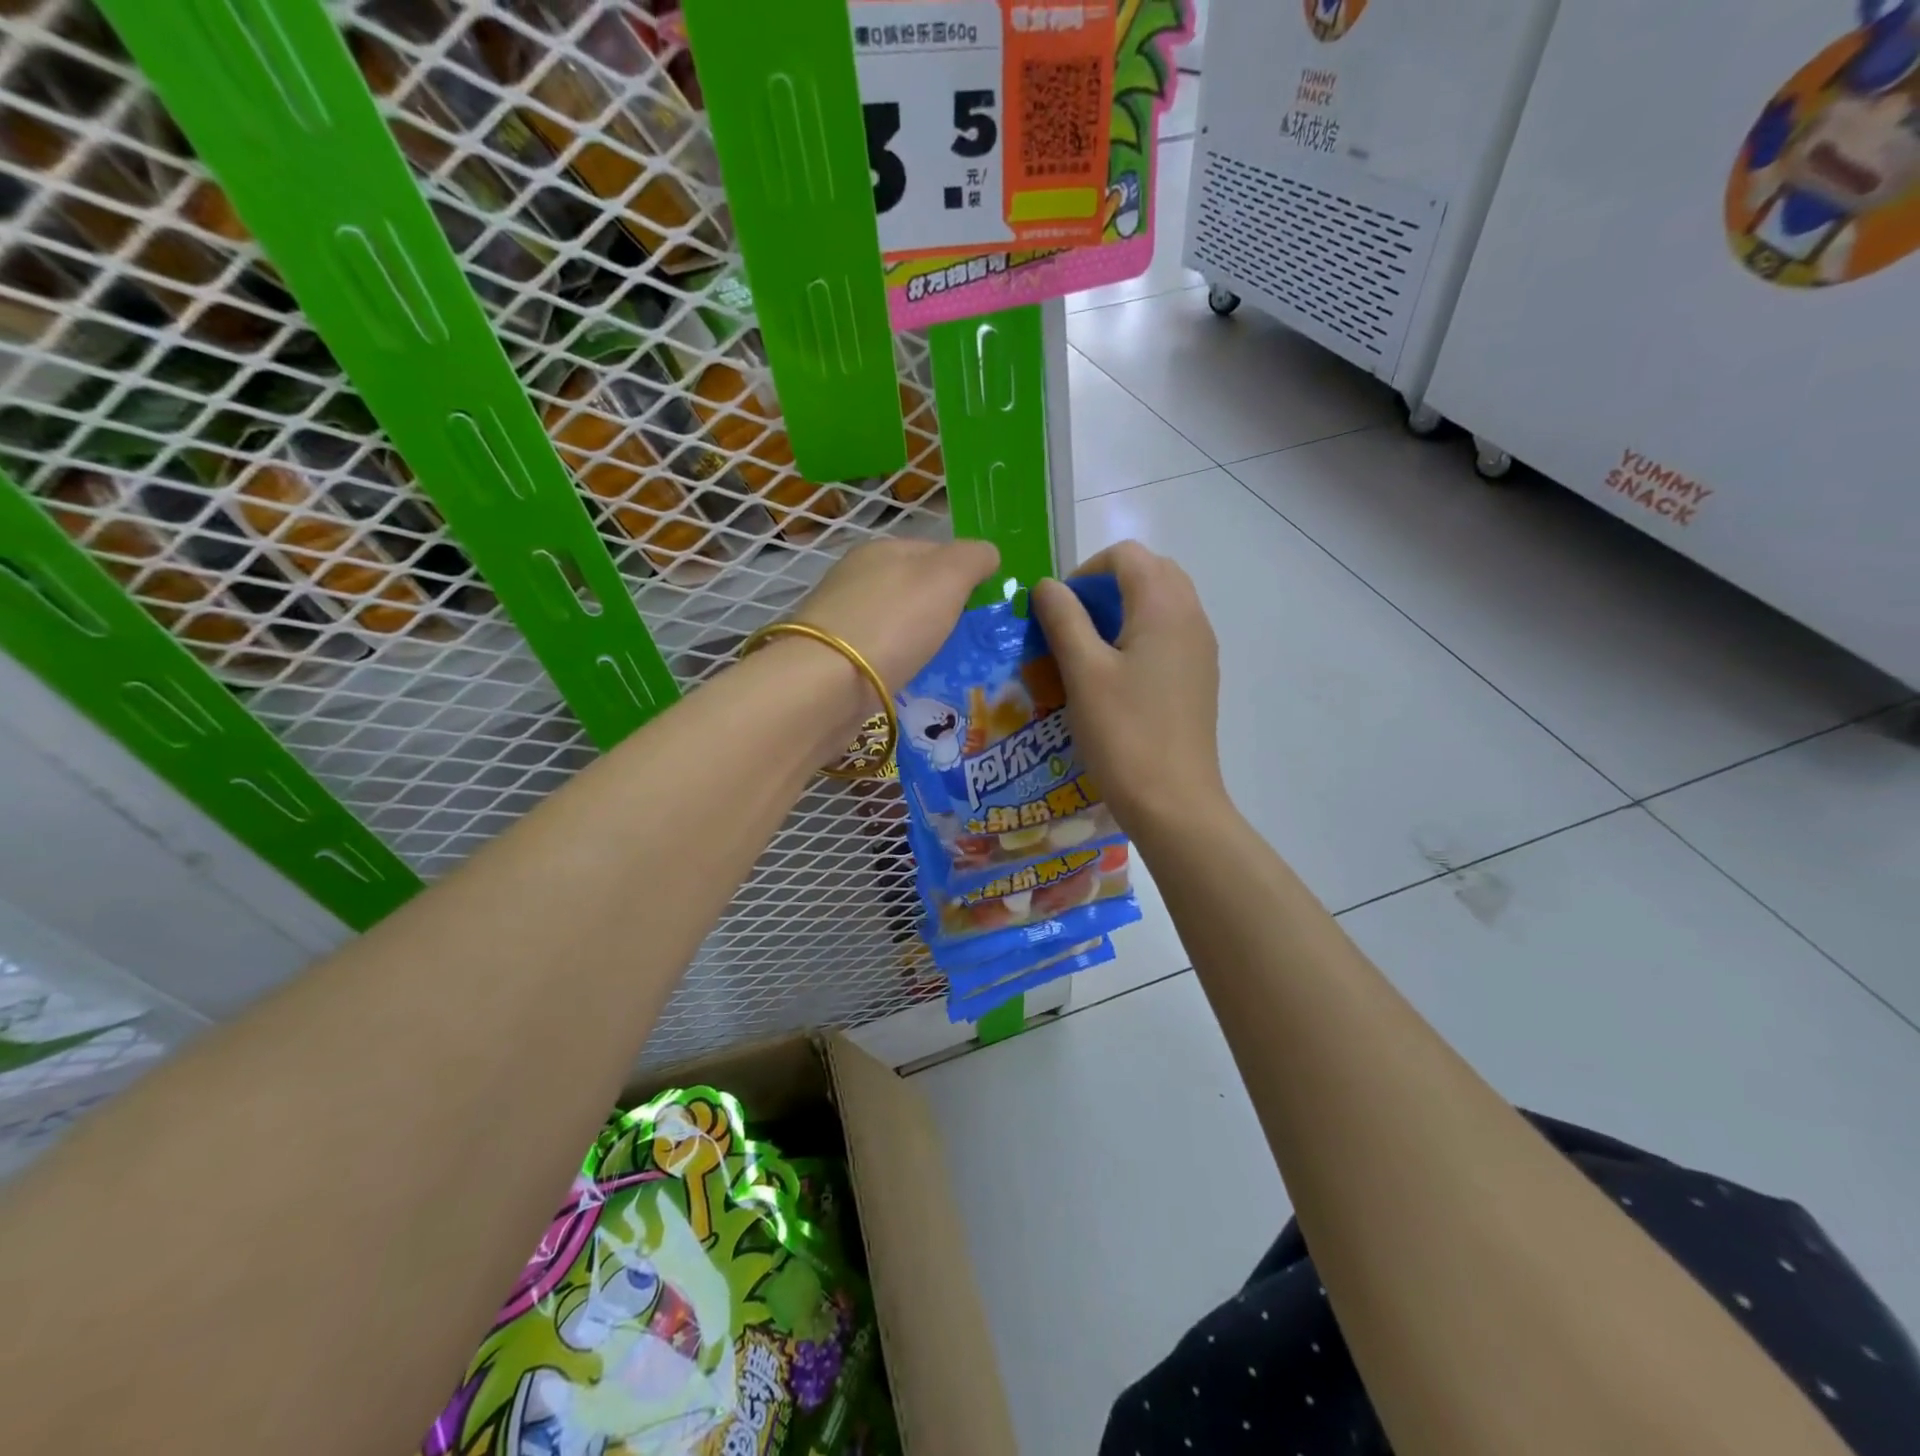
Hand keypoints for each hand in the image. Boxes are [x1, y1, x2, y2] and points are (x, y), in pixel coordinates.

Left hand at [795, 536, 1000, 700]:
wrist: (827, 685)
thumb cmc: (893, 623)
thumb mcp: (947, 577)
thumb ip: (973, 559)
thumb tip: (988, 554)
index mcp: (882, 550)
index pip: (934, 551)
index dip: (963, 574)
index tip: (982, 606)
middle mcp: (856, 578)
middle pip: (912, 588)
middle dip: (939, 611)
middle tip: (966, 640)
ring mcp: (840, 619)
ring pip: (894, 622)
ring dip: (917, 640)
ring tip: (941, 664)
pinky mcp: (833, 658)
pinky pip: (877, 654)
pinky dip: (895, 664)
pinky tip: (907, 680)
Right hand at [1030, 540, 1225, 835]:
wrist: (1173, 801)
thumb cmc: (1123, 734)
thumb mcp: (1083, 672)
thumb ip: (1064, 619)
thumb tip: (1047, 585)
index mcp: (1164, 607)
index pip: (1126, 555)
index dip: (1086, 570)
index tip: (1059, 609)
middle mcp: (1191, 617)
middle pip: (1151, 572)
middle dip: (1107, 585)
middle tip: (1073, 624)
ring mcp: (1201, 648)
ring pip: (1163, 602)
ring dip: (1124, 609)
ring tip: (1089, 649)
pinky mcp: (1200, 676)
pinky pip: (1171, 633)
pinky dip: (1141, 634)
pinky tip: (1116, 675)